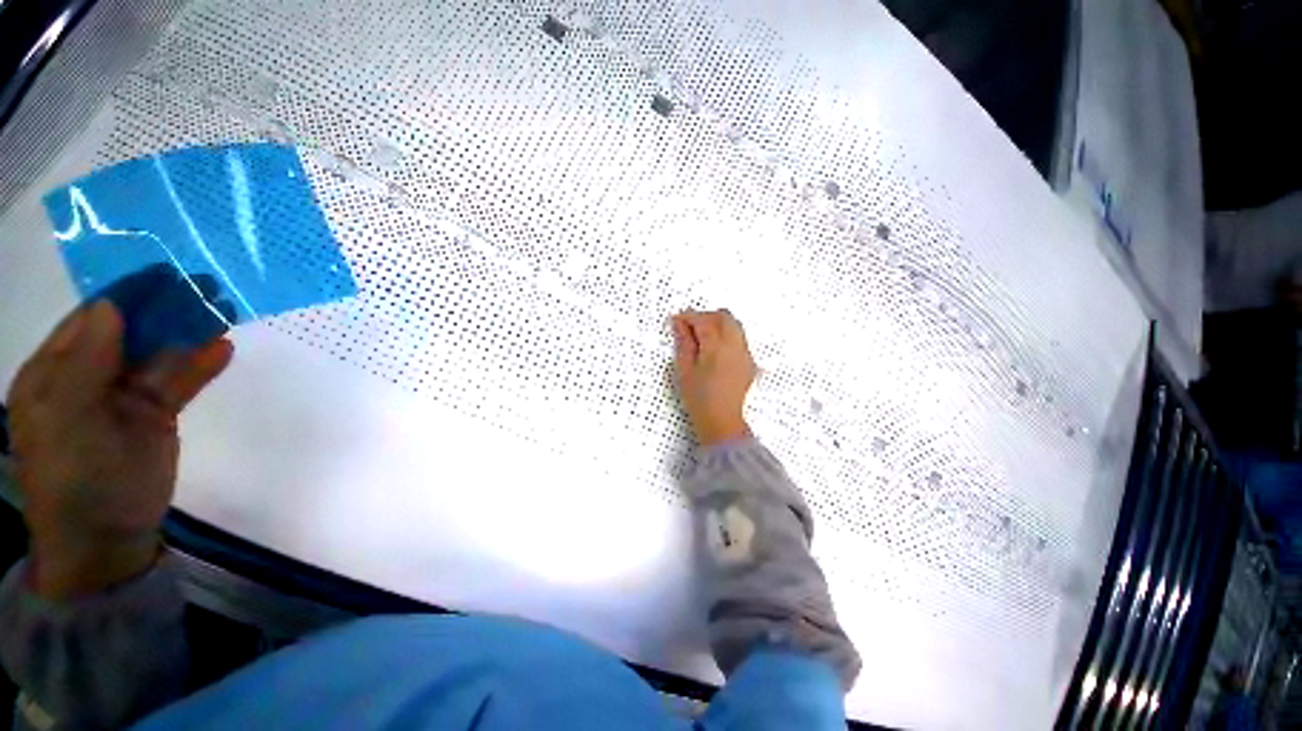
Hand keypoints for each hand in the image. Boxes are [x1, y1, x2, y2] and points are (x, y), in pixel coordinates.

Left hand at [7, 300, 232, 598]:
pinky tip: (223, 350)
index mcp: (54, 373)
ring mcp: (124, 397)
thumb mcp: (68, 421)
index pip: (87, 321)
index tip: (158, 273)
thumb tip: (110, 308)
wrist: (106, 539)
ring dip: (186, 333)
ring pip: (158, 355)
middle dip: (160, 309)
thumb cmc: (74, 478)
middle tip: (200, 284)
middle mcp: (88, 377)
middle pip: (128, 333)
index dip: (121, 295)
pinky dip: (200, 365)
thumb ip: (84, 363)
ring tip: (221, 309)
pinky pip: (180, 383)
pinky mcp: (156, 415)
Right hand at [671, 309, 754, 445]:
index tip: (677, 320)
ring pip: (734, 325)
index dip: (688, 317)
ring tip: (701, 336)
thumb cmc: (700, 400)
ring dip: (717, 323)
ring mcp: (744, 353)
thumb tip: (680, 325)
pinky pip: (739, 338)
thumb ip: (684, 343)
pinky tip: (715, 348)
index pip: (703, 320)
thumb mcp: (684, 370)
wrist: (721, 421)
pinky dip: (727, 335)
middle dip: (705, 316)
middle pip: (722, 317)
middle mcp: (734, 346)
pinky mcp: (748, 362)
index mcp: (716, 347)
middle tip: (689, 326)